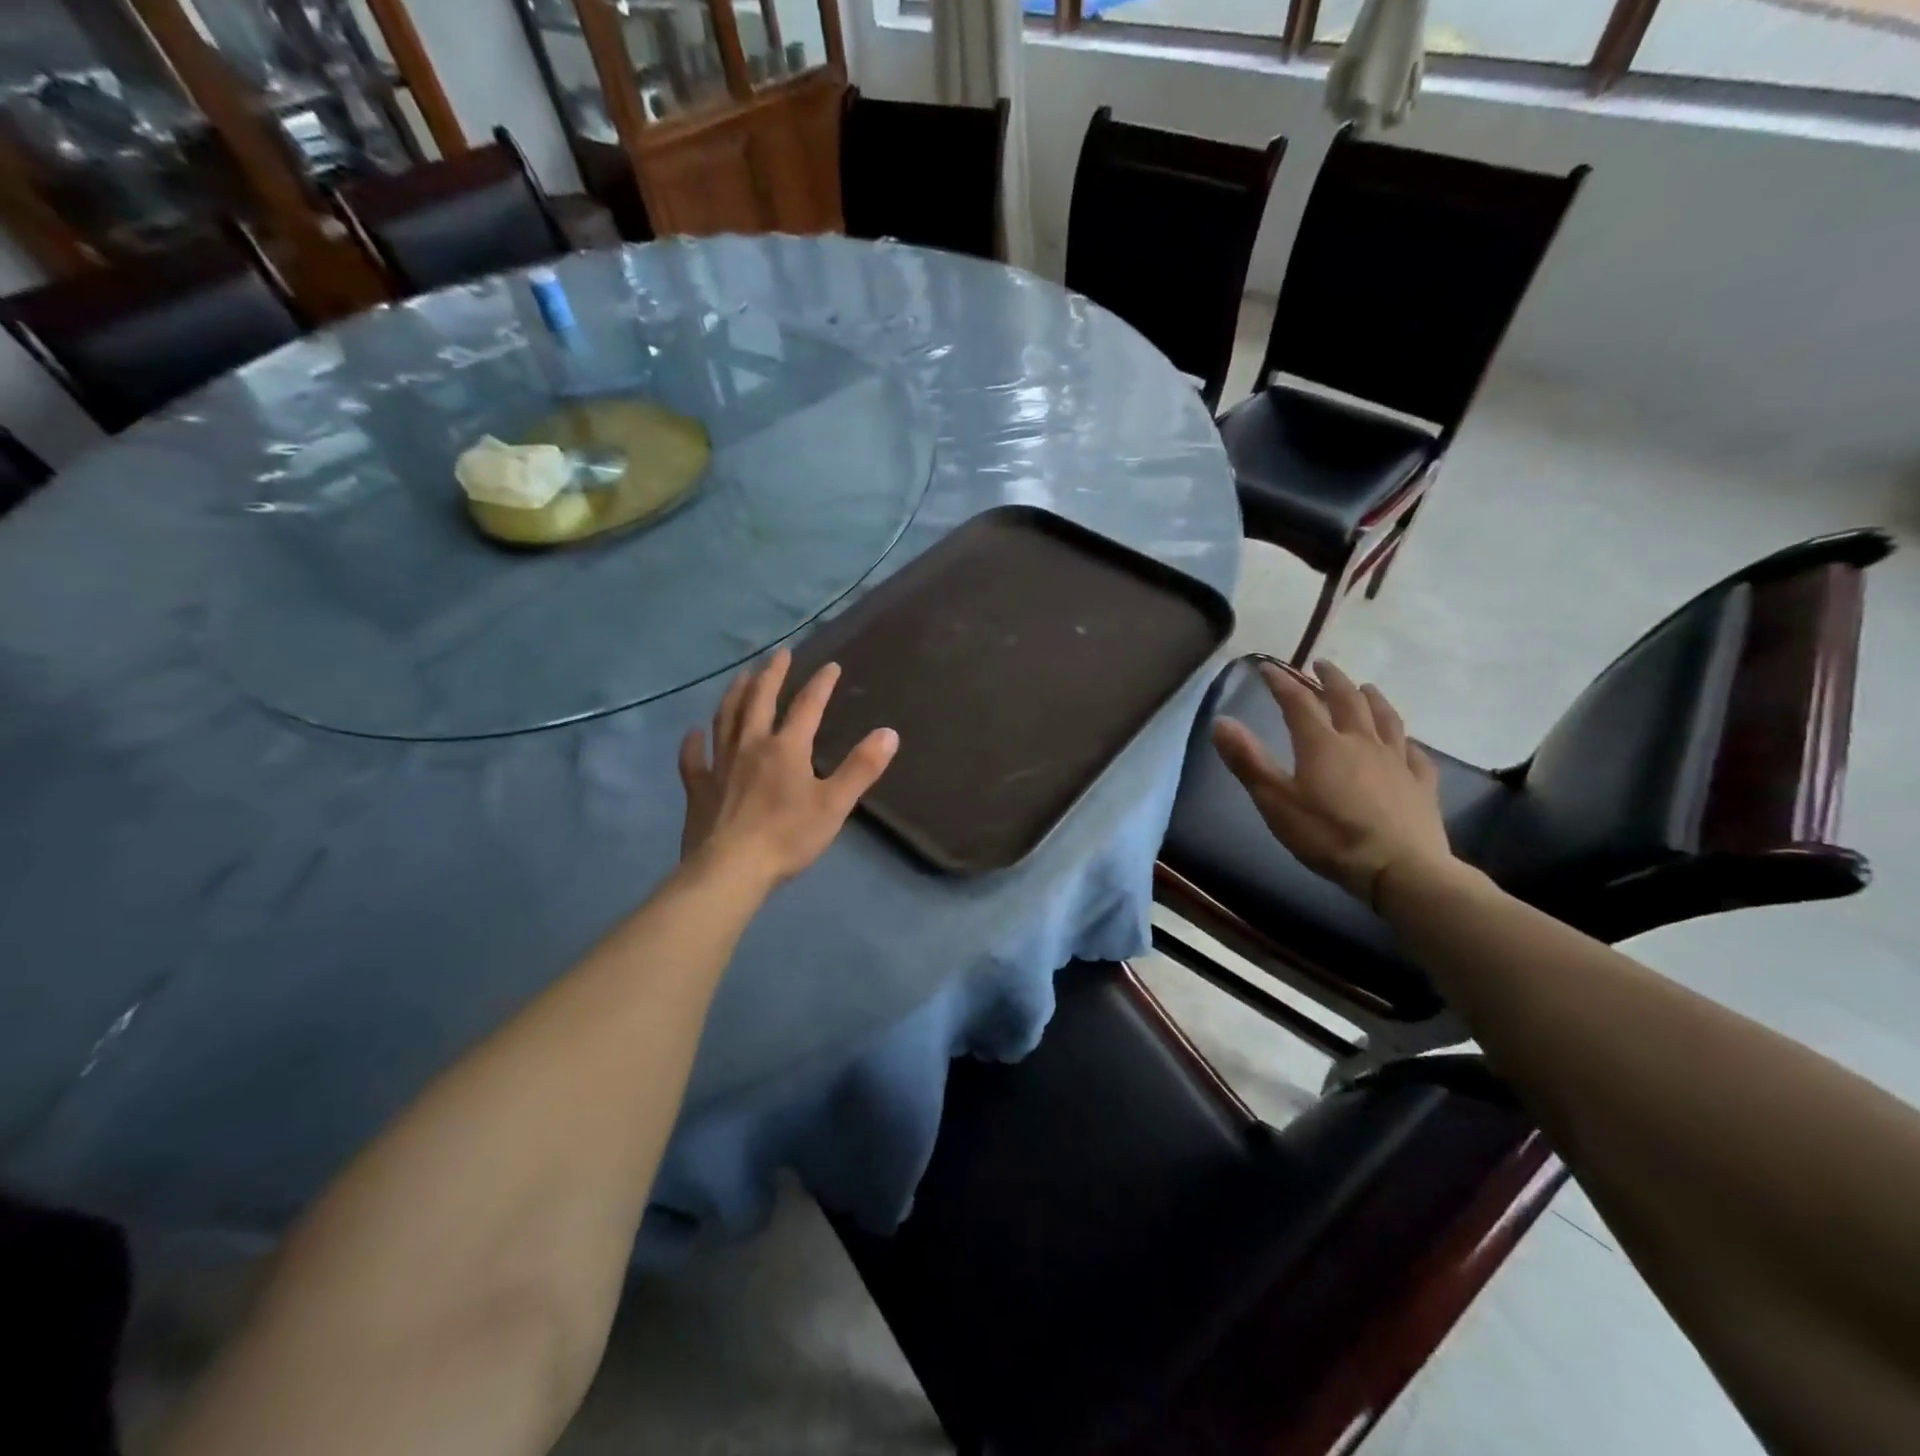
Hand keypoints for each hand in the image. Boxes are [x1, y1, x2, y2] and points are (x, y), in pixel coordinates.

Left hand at [678, 649, 897, 886]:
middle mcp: (750, 745)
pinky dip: (693, 743)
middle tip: (779, 654)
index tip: (831, 666)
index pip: (807, 706)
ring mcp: (720, 765)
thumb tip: (889, 733)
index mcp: (786, 748)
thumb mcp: (835, 804)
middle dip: (772, 675)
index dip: (821, 684)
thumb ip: (862, 767)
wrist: (731, 869)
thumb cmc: (787, 836)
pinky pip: (693, 759)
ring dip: (735, 694)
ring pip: (725, 719)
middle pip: (759, 700)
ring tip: (741, 676)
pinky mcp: (698, 788)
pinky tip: (693, 732)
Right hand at [1210, 660, 1452, 908]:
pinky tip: (1406, 742)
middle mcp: (1361, 741)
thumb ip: (1248, 761)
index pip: (1298, 701)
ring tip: (1365, 687)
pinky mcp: (1421, 784)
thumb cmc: (1329, 836)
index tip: (1268, 667)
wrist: (1400, 869)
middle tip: (1321, 665)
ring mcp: (1396, 760)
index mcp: (1322, 743)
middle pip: (1347, 700)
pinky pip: (1415, 753)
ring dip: (1372, 698)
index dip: (1281, 682)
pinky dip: (1406, 740)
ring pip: (1385, 718)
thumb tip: (1220, 721)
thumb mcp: (1276, 801)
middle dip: (1331, 679)